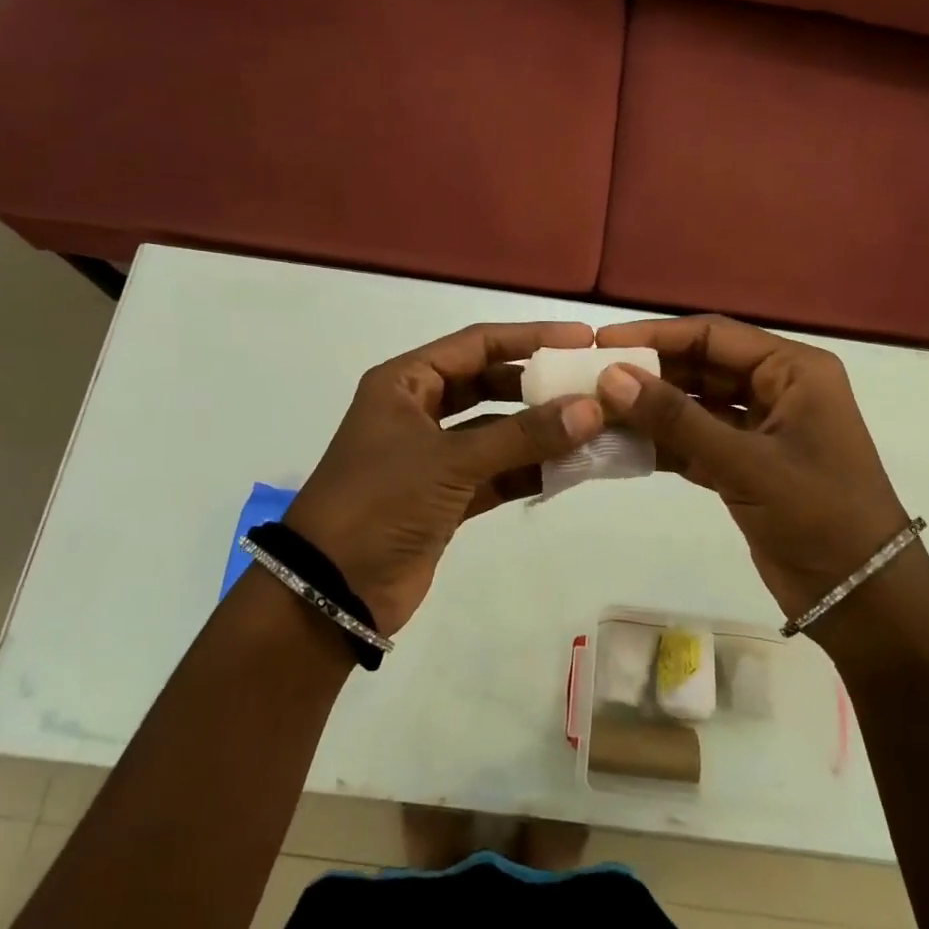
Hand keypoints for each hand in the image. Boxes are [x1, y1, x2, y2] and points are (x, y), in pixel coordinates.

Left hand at [285, 322, 603, 635]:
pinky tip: (571, 467)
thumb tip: (591, 409)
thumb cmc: (380, 503)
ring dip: (540, 431)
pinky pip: (497, 471)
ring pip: (497, 430)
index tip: (581, 339)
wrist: (333, 591)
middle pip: (490, 383)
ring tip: (594, 427)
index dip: (529, 338)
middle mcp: (419, 410)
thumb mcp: (450, 461)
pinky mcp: (446, 496)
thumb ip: (522, 435)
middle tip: (593, 386)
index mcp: (406, 383)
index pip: (477, 343)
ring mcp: (433, 455)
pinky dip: (529, 469)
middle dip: (538, 386)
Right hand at [593, 315, 910, 629]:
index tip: (603, 344)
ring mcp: (761, 428)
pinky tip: (622, 445)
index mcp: (793, 369)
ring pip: (695, 404)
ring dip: (652, 409)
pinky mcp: (746, 464)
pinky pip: (696, 440)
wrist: (862, 598)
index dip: (656, 335)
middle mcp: (777, 388)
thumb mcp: (746, 462)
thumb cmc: (819, 515)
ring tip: (597, 411)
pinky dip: (664, 443)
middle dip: (650, 373)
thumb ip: (677, 418)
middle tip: (591, 380)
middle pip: (701, 366)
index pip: (713, 335)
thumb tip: (611, 377)